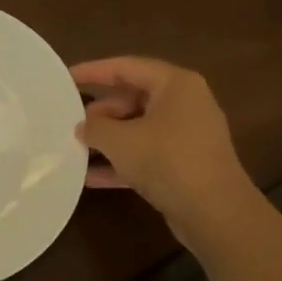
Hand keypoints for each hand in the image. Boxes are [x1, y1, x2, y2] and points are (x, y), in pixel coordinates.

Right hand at [71, 57, 256, 242]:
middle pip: (133, 98)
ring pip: (139, 129)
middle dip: (101, 112)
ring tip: (75, 147)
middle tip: (71, 121)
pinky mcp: (185, 165)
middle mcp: (185, 104)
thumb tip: (83, 126)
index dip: (93, 71)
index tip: (66, 77)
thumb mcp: (121, 140)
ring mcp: (187, 136)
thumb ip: (95, 128)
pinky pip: (147, 155)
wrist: (215, 213)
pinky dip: (122, 162)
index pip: (126, 67)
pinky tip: (90, 178)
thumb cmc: (167, 161)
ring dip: (109, 139)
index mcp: (174, 84)